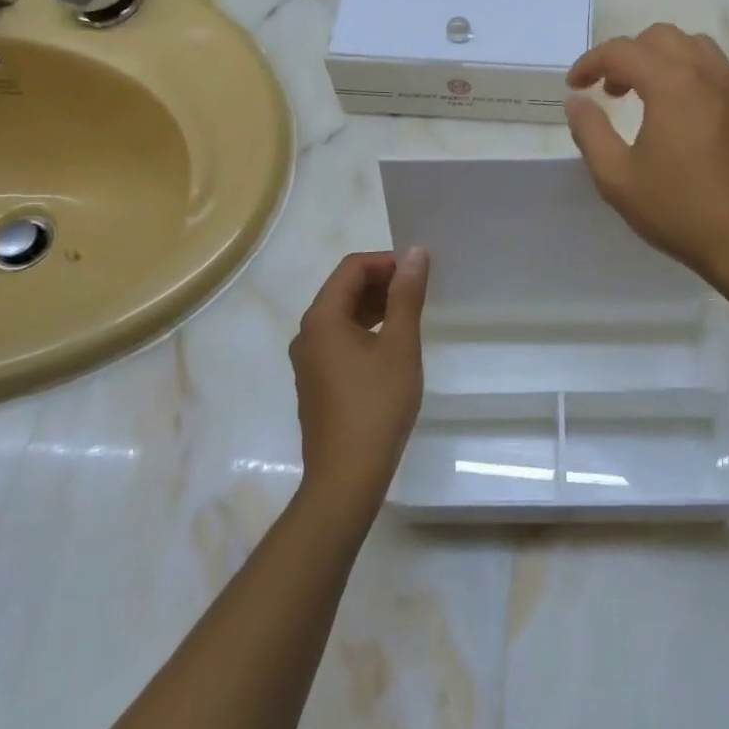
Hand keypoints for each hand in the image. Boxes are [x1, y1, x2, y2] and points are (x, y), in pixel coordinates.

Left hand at [289, 250, 429, 522]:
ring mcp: (309, 360)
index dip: (387, 262)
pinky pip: (341, 341)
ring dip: (376, 307)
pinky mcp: (317, 382)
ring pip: (343, 317)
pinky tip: (393, 346)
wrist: (347, 476)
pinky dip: (367, 331)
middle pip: (343, 290)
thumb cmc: (376, 405)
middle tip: (421, 291)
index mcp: (322, 318)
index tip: (420, 272)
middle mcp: (308, 333)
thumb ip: (407, 296)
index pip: (352, 268)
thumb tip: (415, 253)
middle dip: (382, 283)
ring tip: (412, 314)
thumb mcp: (400, 346)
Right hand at [566, 25, 728, 291]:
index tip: (574, 86)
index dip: (591, 63)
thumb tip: (577, 101)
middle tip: (609, 91)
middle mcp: (707, 74)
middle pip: (662, 37)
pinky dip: (700, 75)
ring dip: (664, 59)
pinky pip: (725, 72)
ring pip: (697, 47)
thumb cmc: (681, 210)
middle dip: (628, 55)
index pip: (622, 51)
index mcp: (671, 83)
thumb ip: (591, 132)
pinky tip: (692, 106)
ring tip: (647, 94)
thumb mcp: (618, 179)